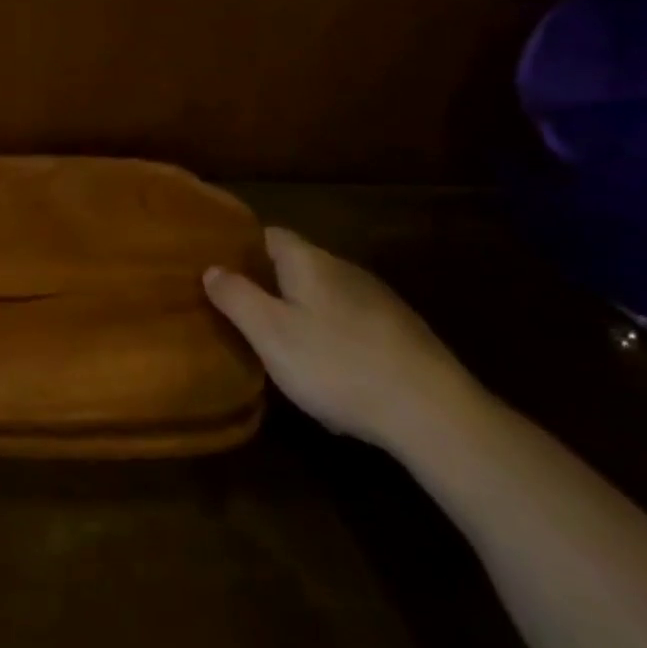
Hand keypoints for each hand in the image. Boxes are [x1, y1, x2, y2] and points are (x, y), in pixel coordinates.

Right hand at [204, 227, 481, 454]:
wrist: (435, 413)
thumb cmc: (338, 364)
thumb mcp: (270, 333)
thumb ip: (236, 297)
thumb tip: (212, 268)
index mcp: (309, 261)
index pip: (268, 234)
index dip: (242, 248)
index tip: (220, 269)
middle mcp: (344, 269)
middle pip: (297, 264)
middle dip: (270, 283)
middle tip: (243, 311)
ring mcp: (378, 300)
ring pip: (326, 295)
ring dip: (303, 311)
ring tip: (282, 343)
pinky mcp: (402, 333)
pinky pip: (352, 323)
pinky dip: (334, 336)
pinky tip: (331, 370)